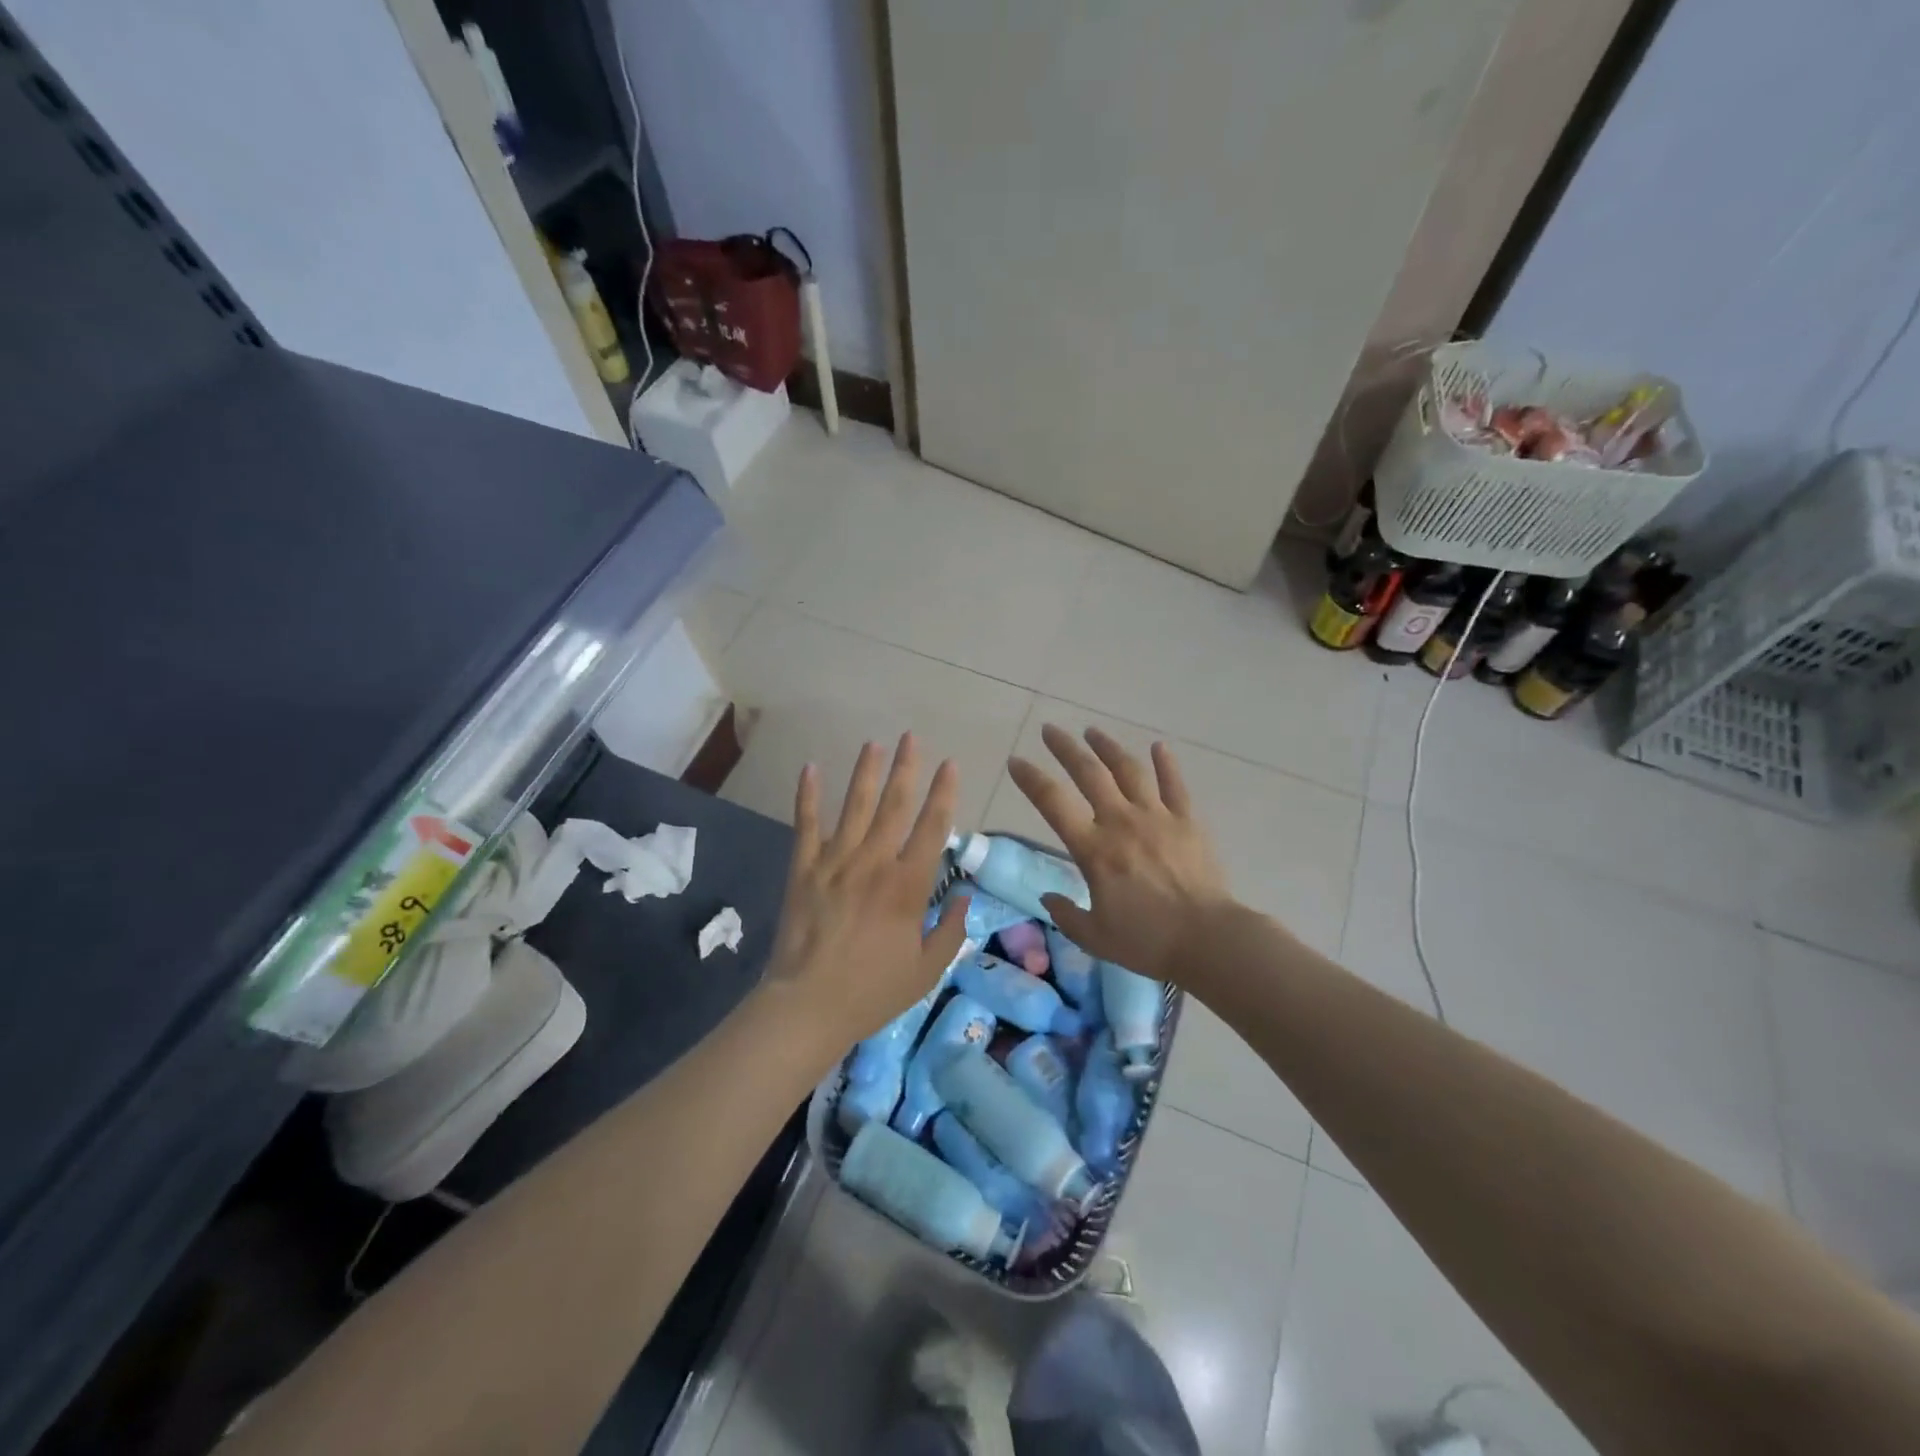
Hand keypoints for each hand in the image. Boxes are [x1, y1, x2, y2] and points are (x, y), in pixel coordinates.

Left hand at [760, 734, 969, 1050]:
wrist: (809, 1006)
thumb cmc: (873, 991)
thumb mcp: (927, 970)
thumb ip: (952, 931)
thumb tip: (965, 896)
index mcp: (908, 885)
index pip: (933, 827)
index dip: (944, 793)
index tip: (950, 765)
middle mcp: (874, 862)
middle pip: (895, 805)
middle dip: (907, 768)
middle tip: (912, 737)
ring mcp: (835, 862)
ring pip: (855, 807)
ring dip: (866, 773)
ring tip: (875, 743)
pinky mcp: (803, 868)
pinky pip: (806, 825)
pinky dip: (808, 795)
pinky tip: (811, 768)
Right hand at [1007, 725, 1234, 984]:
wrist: (1209, 939)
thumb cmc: (1147, 941)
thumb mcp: (1094, 937)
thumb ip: (1066, 914)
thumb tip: (1048, 897)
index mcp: (1094, 849)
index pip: (1053, 803)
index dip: (1030, 779)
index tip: (1015, 761)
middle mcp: (1121, 822)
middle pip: (1089, 773)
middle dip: (1065, 748)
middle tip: (1050, 730)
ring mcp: (1157, 817)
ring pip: (1128, 770)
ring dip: (1108, 747)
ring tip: (1092, 731)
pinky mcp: (1187, 821)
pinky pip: (1175, 784)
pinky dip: (1166, 763)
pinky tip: (1158, 746)